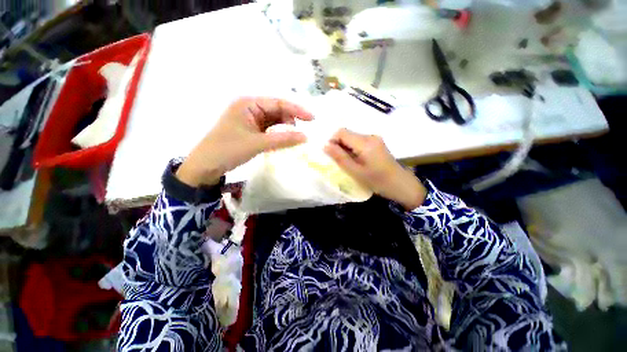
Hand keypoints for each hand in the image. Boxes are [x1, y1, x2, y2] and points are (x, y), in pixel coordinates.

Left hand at [176, 97, 312, 186]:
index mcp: (248, 103)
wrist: (204, 166)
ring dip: (283, 128)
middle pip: (276, 110)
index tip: (313, 119)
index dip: (297, 110)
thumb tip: (306, 137)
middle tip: (305, 132)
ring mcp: (247, 119)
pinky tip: (284, 141)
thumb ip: (282, 139)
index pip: (278, 102)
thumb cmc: (226, 150)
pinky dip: (275, 134)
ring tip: (296, 138)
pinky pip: (266, 129)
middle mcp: (248, 107)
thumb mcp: (255, 144)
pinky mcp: (246, 130)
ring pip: (272, 120)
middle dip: (290, 120)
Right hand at [324, 128, 426, 209]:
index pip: (341, 132)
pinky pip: (361, 141)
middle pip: (347, 133)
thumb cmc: (378, 181)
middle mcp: (370, 136)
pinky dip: (355, 149)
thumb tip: (325, 145)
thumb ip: (340, 158)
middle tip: (340, 162)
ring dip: (347, 148)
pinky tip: (358, 162)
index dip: (332, 141)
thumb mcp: (356, 172)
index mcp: (364, 142)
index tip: (331, 155)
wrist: (401, 184)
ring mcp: (375, 138)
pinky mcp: (378, 143)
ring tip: (350, 163)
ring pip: (353, 137)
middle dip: (340, 145)